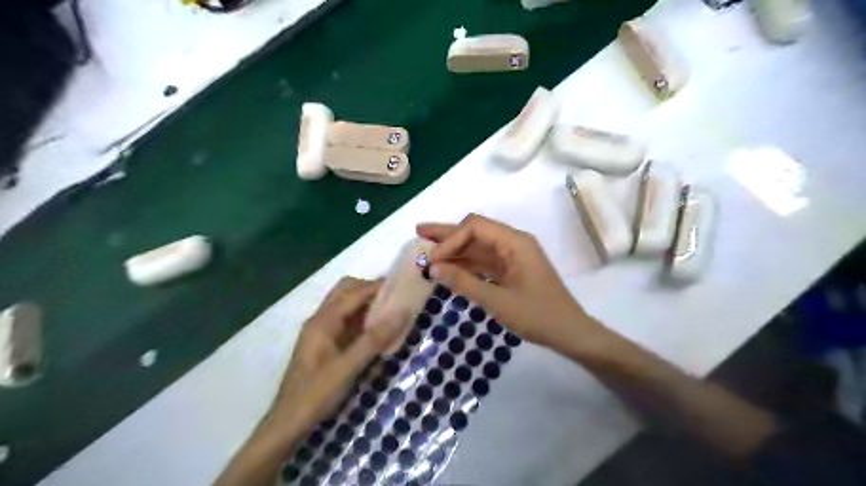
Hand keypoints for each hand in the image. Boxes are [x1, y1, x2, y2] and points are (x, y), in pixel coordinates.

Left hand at [216, 277, 405, 484]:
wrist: (287, 424)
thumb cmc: (315, 395)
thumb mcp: (348, 367)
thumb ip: (374, 339)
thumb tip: (401, 312)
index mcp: (323, 321)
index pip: (354, 292)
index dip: (378, 286)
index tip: (404, 285)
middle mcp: (320, 319)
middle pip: (346, 290)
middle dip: (370, 289)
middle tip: (396, 299)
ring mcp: (321, 331)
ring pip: (345, 304)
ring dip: (366, 302)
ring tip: (390, 311)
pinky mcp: (324, 343)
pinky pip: (345, 319)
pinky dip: (361, 317)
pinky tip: (376, 329)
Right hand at [419, 214, 607, 355]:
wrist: (570, 333)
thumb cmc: (538, 316)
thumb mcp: (498, 301)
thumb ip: (464, 282)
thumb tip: (433, 268)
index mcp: (515, 242)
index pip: (475, 228)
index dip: (450, 239)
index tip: (432, 261)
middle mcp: (513, 243)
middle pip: (475, 231)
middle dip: (447, 234)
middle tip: (419, 232)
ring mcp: (512, 257)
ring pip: (478, 247)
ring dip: (454, 249)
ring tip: (427, 249)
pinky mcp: (511, 270)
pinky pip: (484, 262)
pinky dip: (465, 264)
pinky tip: (448, 267)